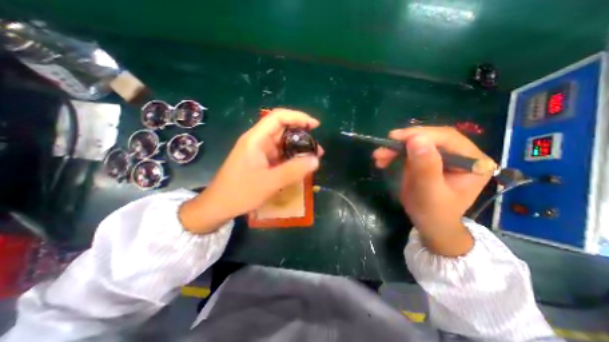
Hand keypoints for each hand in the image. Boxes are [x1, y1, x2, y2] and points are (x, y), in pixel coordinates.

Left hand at [179, 109, 322, 234]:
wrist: (219, 206)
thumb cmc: (240, 193)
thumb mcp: (269, 182)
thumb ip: (293, 170)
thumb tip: (316, 160)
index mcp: (256, 139)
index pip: (278, 117)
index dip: (298, 117)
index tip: (315, 125)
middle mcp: (257, 141)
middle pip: (282, 128)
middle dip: (302, 134)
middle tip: (317, 147)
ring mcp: (259, 151)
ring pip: (282, 142)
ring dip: (298, 147)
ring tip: (312, 157)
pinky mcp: (261, 161)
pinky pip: (279, 154)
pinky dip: (291, 157)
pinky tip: (300, 165)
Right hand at [374, 127, 490, 254]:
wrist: (429, 224)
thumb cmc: (433, 212)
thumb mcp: (429, 192)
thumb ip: (426, 166)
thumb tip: (416, 139)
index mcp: (472, 161)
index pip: (447, 138)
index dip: (420, 134)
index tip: (395, 138)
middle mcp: (460, 154)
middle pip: (430, 138)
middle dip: (404, 142)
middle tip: (383, 147)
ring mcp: (442, 156)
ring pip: (417, 143)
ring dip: (395, 148)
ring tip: (378, 156)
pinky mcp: (428, 160)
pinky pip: (410, 151)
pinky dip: (395, 154)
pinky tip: (383, 160)